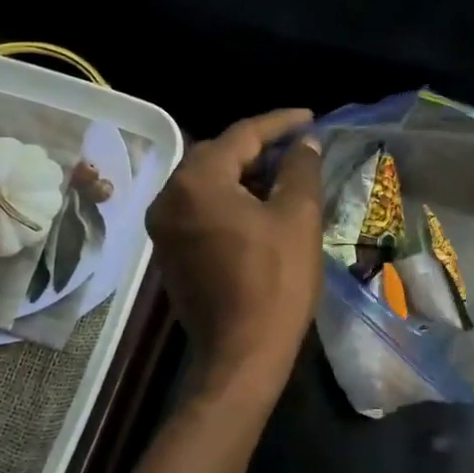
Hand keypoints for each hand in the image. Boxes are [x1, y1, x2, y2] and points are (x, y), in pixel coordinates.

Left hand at [147, 109, 323, 396]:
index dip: (280, 123)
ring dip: (244, 174)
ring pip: (208, 183)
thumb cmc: (275, 282)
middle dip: (260, 148)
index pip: (242, 135)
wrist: (242, 354)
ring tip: (284, 175)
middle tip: (298, 148)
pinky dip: (229, 199)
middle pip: (218, 155)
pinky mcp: (170, 251)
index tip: (310, 118)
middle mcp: (169, 197)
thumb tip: (306, 142)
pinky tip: (259, 207)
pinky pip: (200, 208)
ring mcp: (164, 227)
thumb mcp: (297, 217)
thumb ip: (300, 169)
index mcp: (196, 181)